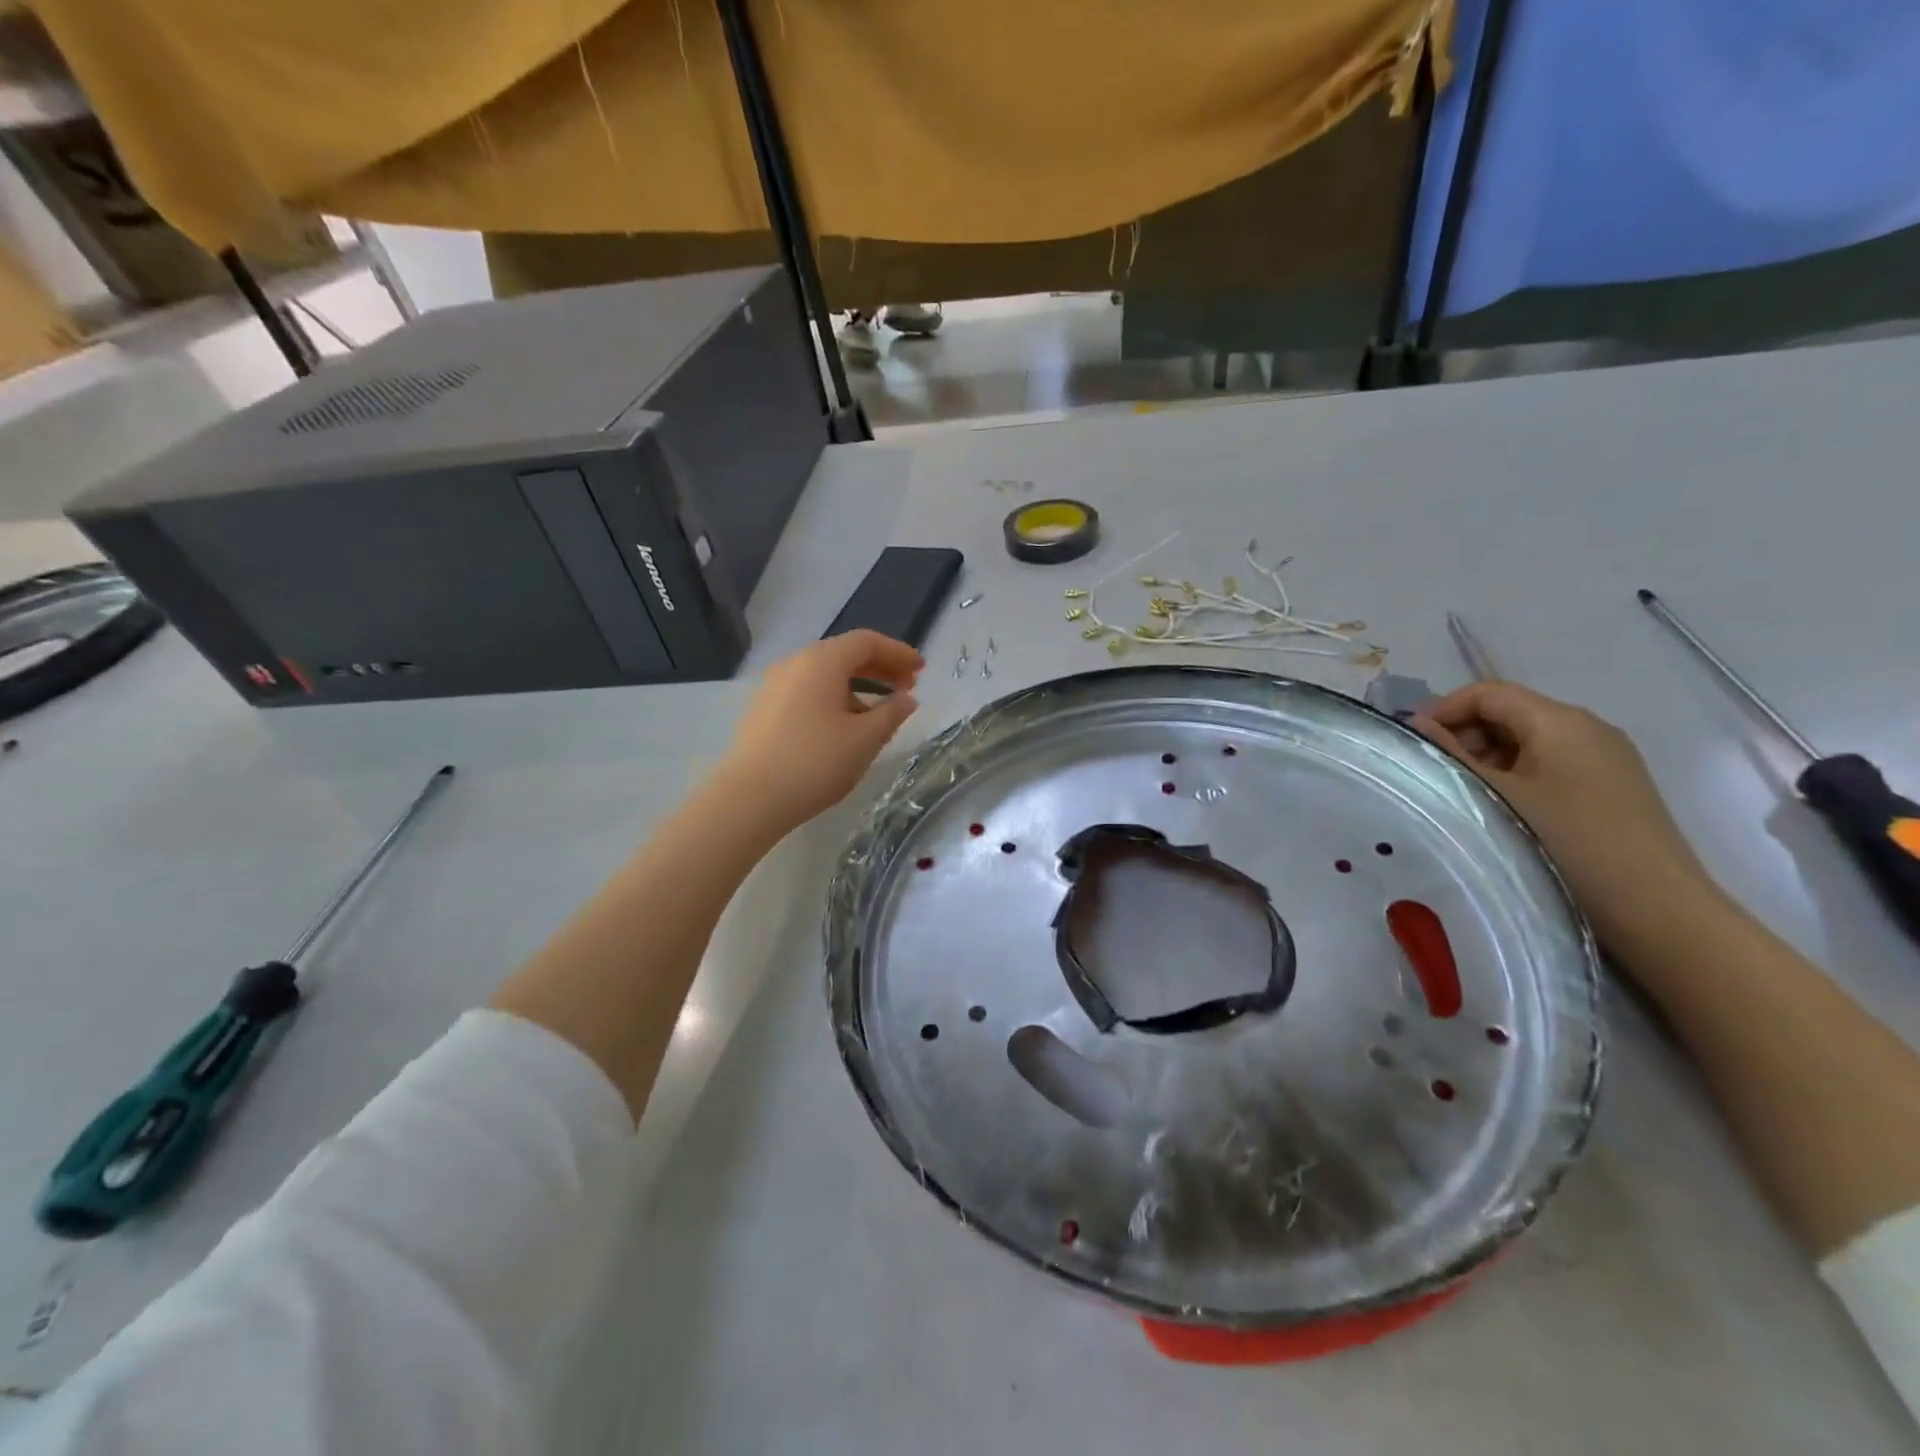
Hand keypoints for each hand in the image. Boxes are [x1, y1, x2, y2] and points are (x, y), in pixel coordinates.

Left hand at [718, 631, 922, 830]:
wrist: (750, 798)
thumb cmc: (816, 762)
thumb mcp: (866, 739)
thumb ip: (892, 713)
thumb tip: (906, 699)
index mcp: (822, 661)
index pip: (866, 642)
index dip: (898, 652)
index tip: (921, 670)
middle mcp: (795, 663)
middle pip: (844, 654)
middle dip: (879, 668)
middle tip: (907, 688)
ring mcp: (774, 686)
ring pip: (824, 674)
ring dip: (857, 685)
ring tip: (880, 712)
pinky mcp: (763, 710)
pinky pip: (808, 692)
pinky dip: (834, 698)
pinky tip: (845, 726)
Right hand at [1412, 682, 1722, 946]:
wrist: (1656, 908)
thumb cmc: (1568, 842)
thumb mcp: (1496, 794)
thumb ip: (1451, 755)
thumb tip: (1417, 725)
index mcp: (1560, 720)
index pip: (1488, 692)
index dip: (1445, 709)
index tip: (1415, 743)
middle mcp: (1587, 728)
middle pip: (1509, 713)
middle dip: (1465, 736)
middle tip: (1438, 775)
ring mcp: (1604, 758)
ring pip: (1527, 741)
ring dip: (1488, 760)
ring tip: (1467, 797)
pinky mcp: (1611, 787)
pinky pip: (1549, 764)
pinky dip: (1516, 776)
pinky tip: (1504, 810)